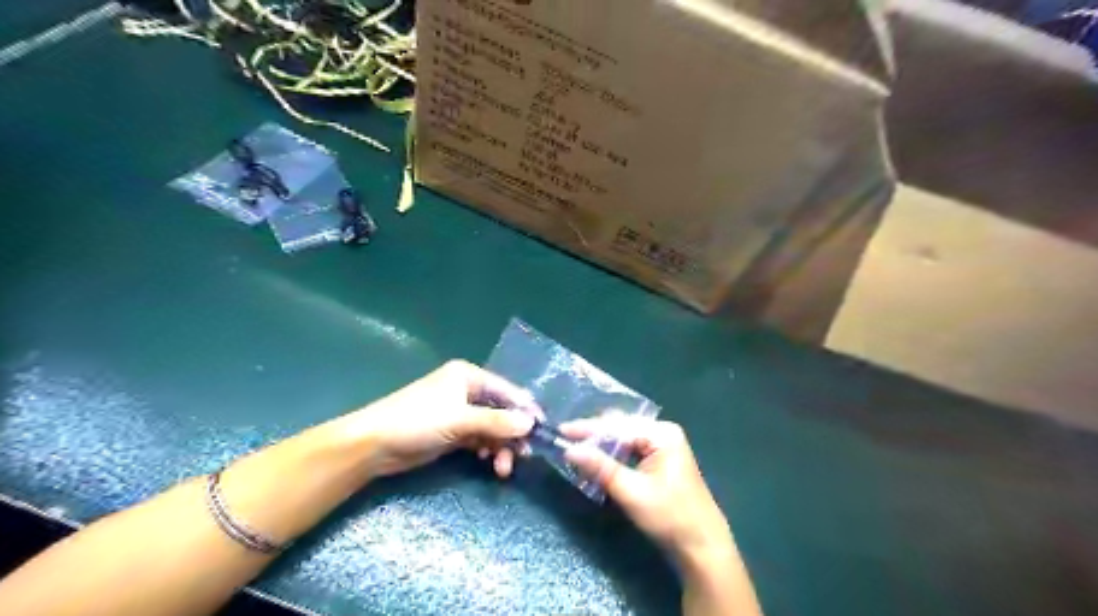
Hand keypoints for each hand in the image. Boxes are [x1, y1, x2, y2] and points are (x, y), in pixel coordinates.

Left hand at [354, 362, 540, 479]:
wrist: (372, 445)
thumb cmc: (417, 422)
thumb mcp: (460, 420)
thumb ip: (497, 422)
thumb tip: (531, 423)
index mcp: (468, 376)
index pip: (507, 390)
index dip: (525, 409)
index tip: (542, 430)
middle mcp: (466, 391)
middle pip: (501, 411)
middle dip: (512, 433)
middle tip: (523, 456)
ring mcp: (459, 412)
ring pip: (491, 428)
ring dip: (500, 447)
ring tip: (502, 468)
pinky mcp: (452, 432)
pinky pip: (479, 440)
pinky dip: (487, 450)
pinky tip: (488, 463)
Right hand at [560, 419, 731, 566]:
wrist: (702, 546)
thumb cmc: (670, 517)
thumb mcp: (631, 492)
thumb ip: (601, 468)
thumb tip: (569, 450)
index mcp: (661, 434)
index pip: (617, 426)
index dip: (588, 429)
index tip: (561, 431)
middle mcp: (662, 433)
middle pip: (620, 428)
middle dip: (593, 435)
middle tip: (565, 441)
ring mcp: (662, 446)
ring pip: (623, 440)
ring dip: (601, 446)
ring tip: (575, 450)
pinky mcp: (659, 461)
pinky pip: (629, 451)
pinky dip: (612, 456)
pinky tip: (596, 461)